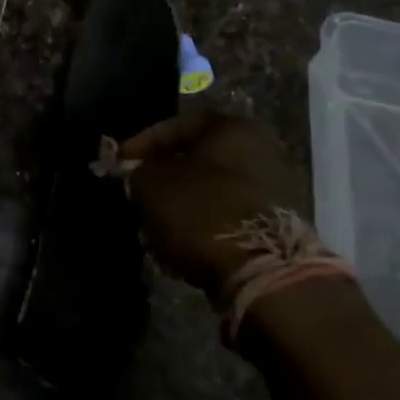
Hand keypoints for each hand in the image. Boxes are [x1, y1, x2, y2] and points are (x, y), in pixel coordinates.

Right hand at [117, 111, 310, 304]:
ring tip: (155, 226)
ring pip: (212, 189)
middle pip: (197, 159)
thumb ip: (137, 172)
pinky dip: (204, 224)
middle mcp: (260, 149)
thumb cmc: (202, 213)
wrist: (265, 273)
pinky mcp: (279, 224)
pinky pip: (229, 215)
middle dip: (164, 178)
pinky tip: (182, 243)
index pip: (175, 126)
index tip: (120, 165)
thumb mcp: (151, 186)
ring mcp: (275, 188)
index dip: (141, 144)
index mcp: (231, 128)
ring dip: (183, 204)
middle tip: (138, 194)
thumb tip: (138, 173)